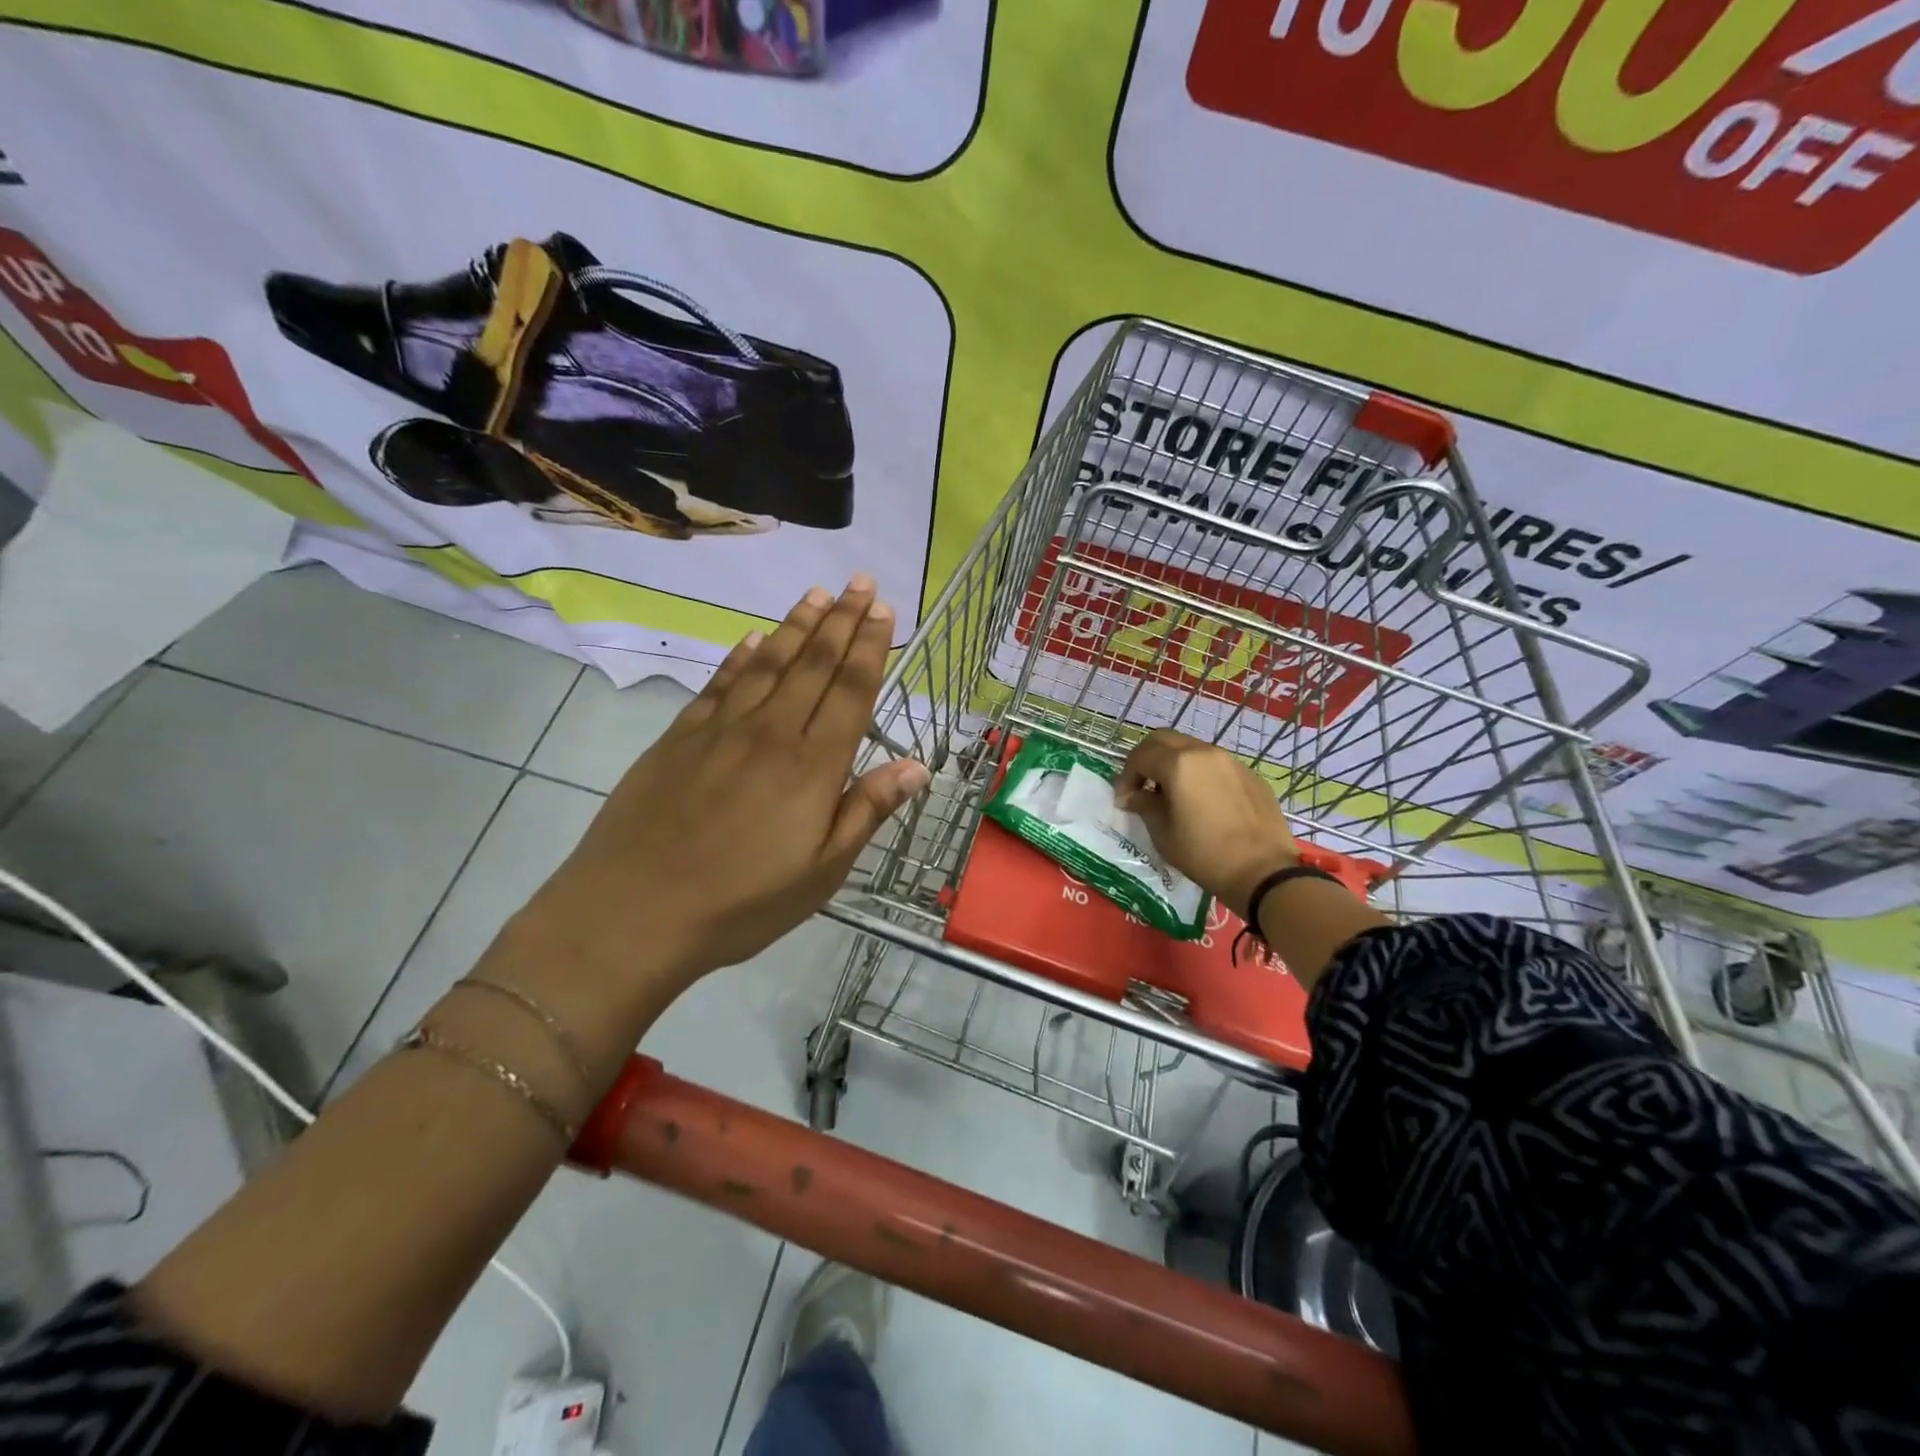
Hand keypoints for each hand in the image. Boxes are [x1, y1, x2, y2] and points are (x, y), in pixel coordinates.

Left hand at [520, 577, 928, 995]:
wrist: (634, 911)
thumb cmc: (742, 903)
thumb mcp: (822, 872)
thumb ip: (867, 811)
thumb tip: (917, 766)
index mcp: (813, 766)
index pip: (851, 691)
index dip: (870, 646)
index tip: (881, 609)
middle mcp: (772, 732)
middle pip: (814, 665)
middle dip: (842, 620)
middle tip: (860, 581)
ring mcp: (722, 730)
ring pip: (769, 663)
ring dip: (797, 626)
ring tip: (817, 594)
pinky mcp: (681, 737)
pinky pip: (720, 684)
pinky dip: (740, 656)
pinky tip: (753, 638)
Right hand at [1115, 730, 1296, 918]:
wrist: (1264, 872)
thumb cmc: (1204, 854)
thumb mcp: (1163, 833)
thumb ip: (1144, 805)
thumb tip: (1133, 796)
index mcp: (1178, 764)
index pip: (1141, 755)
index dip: (1126, 775)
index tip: (1124, 799)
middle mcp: (1205, 753)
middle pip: (1165, 740)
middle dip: (1147, 759)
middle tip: (1141, 785)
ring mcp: (1231, 761)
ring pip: (1192, 749)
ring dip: (1174, 764)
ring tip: (1171, 794)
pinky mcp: (1250, 776)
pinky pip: (1216, 765)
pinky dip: (1200, 774)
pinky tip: (1202, 802)